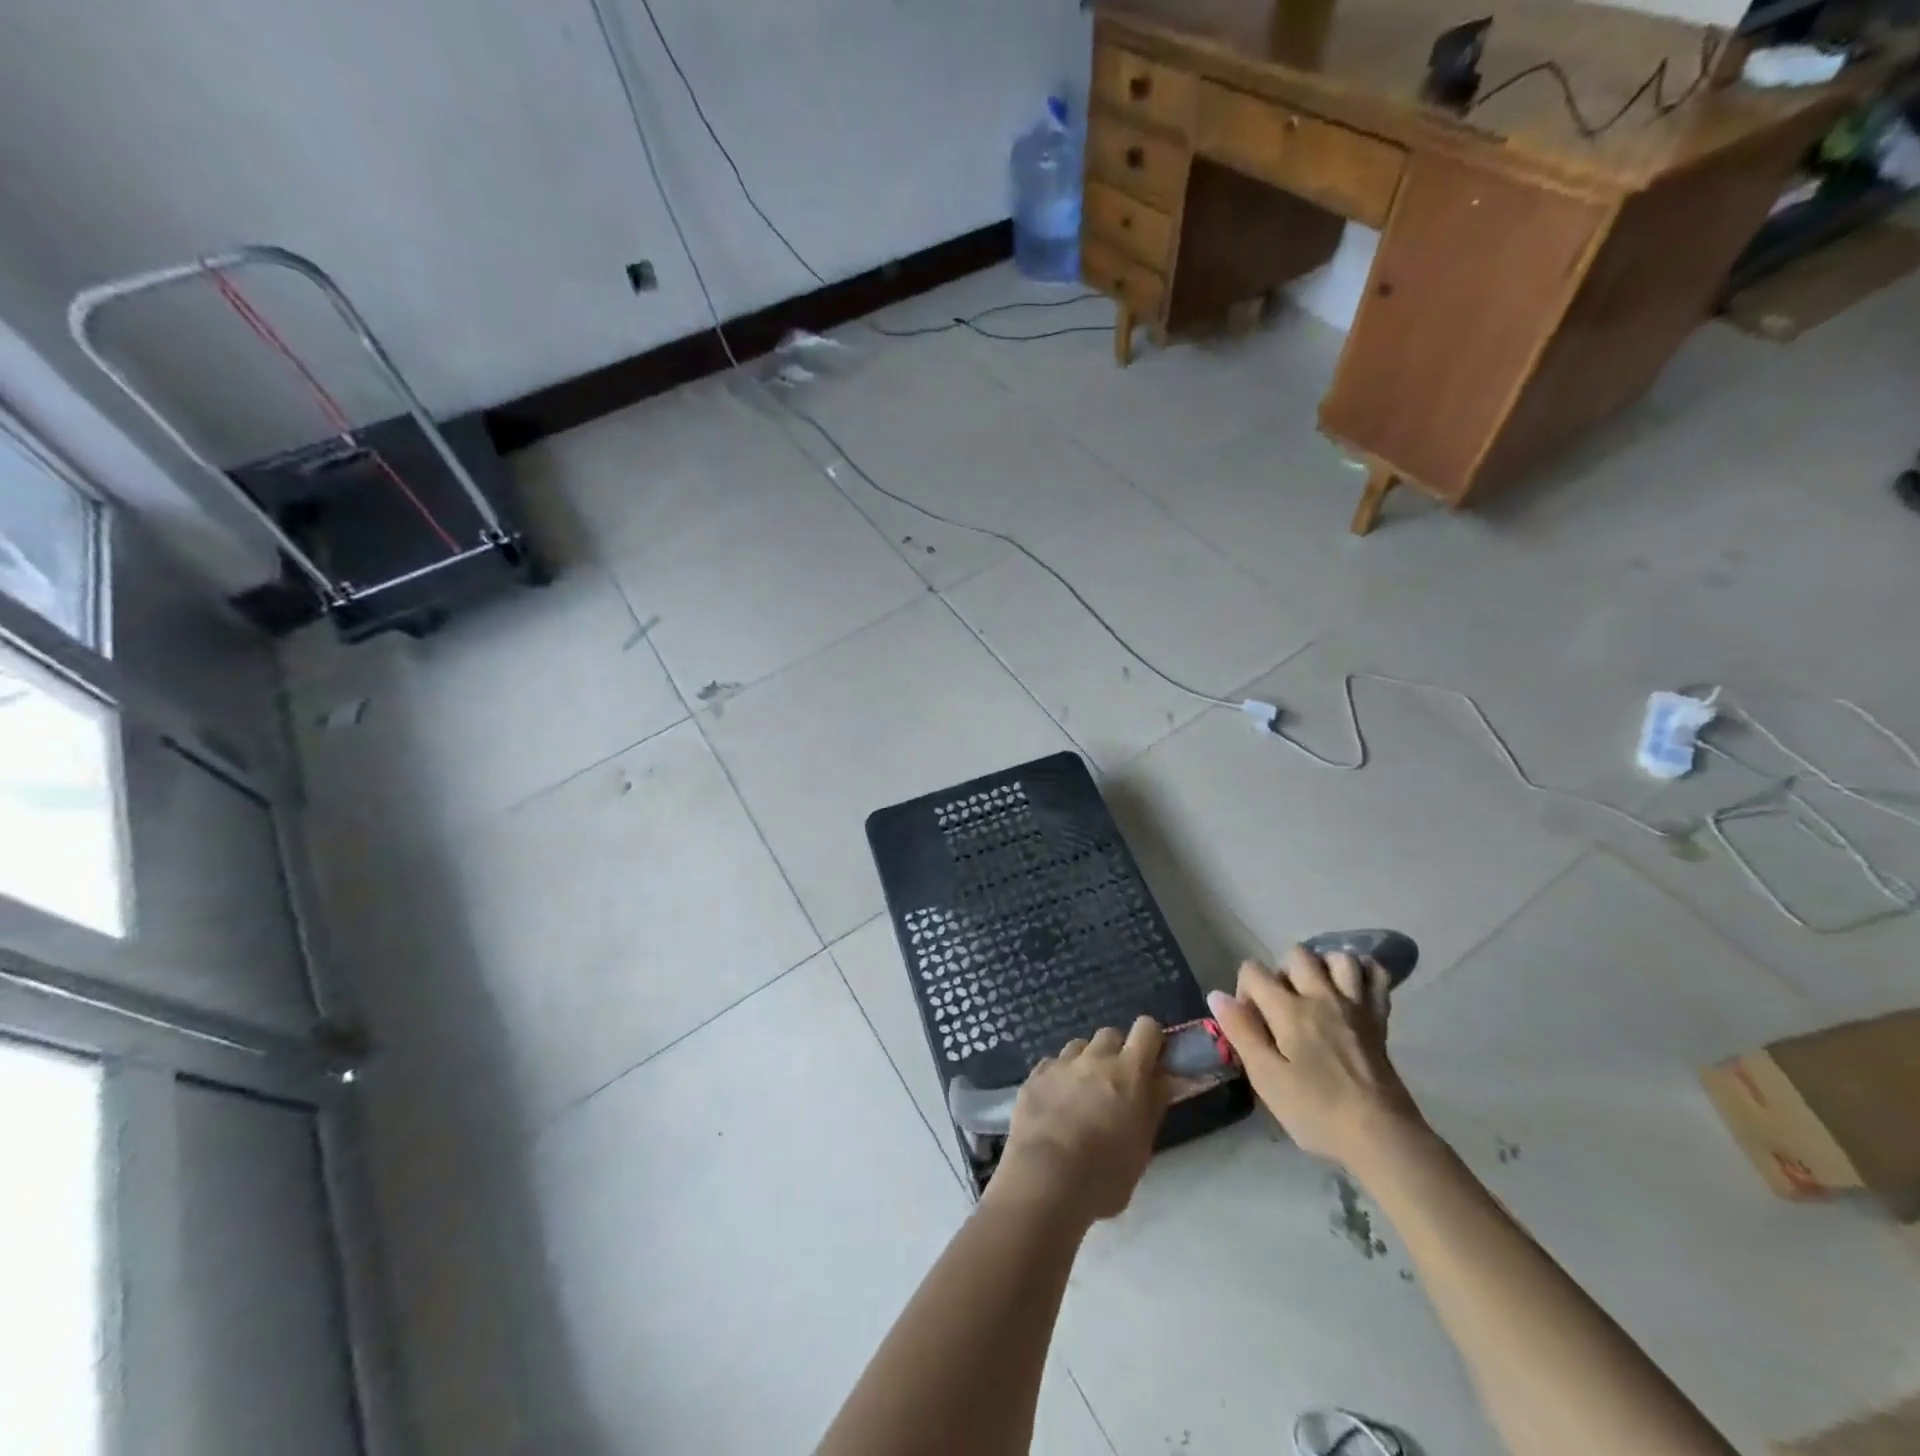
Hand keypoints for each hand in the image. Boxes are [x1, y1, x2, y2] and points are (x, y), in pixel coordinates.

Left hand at [989, 1018, 1170, 1224]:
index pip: (1147, 1029)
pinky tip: (1055, 1104)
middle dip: (1116, 1053)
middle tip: (1116, 1085)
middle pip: (1110, 1034)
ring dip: (1086, 1063)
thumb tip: (1164, 1081)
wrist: (1044, 1180)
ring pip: (1079, 1047)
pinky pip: (1053, 1064)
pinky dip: (1059, 1077)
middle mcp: (1095, 1058)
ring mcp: (1061, 1064)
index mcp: (1128, 1073)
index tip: (1151, 1061)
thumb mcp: (1141, 1147)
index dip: (1151, 1040)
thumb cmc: (1103, 1176)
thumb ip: (1152, 1106)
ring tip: (1082, 1095)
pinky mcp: (1035, 1075)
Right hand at [1206, 945, 1425, 1169]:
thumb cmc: (1317, 1111)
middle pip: (1296, 954)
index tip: (1250, 1021)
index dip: (1244, 990)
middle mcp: (1322, 996)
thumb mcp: (1266, 1078)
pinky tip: (1352, 987)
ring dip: (1323, 966)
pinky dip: (1363, 972)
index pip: (1254, 970)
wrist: (1383, 1138)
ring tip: (1315, 992)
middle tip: (1281, 1007)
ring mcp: (1355, 1005)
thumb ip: (1241, 1031)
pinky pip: (1375, 976)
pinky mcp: (1380, 1020)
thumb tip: (1216, 995)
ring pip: (1338, 957)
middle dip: (1282, 972)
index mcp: (1289, 1010)